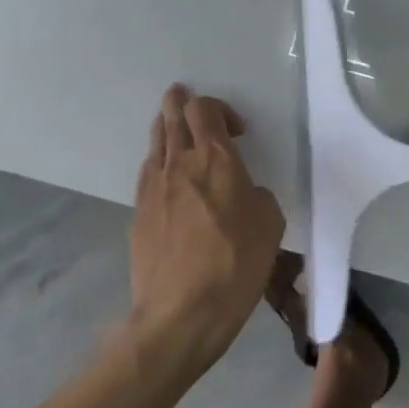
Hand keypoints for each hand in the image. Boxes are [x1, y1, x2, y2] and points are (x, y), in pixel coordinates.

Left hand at [128, 85, 285, 372]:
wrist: (181, 314)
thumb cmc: (236, 264)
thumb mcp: (270, 224)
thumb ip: (256, 196)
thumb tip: (241, 193)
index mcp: (216, 161)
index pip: (205, 112)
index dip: (218, 108)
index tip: (236, 130)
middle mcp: (180, 165)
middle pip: (172, 118)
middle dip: (178, 102)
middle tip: (180, 93)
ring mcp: (153, 189)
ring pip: (155, 143)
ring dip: (164, 127)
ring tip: (169, 122)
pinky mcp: (138, 215)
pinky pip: (147, 173)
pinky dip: (156, 161)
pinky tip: (161, 171)